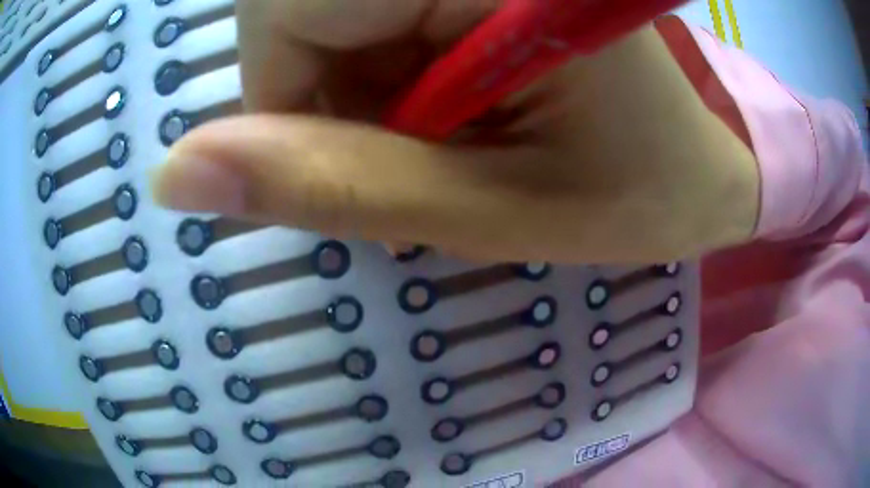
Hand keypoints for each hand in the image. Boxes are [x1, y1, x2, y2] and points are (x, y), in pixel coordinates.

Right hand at [151, 0, 759, 263]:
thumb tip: (175, 175)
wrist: (697, 172)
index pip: (283, 10)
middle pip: (296, 5)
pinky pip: (372, 13)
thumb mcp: (488, 211)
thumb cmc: (634, 195)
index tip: (360, 157)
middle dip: (324, 91)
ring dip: (357, 84)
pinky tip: (452, 99)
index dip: (287, 99)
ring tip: (447, 129)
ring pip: (327, 11)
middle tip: (420, 146)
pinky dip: (385, 68)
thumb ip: (326, 186)